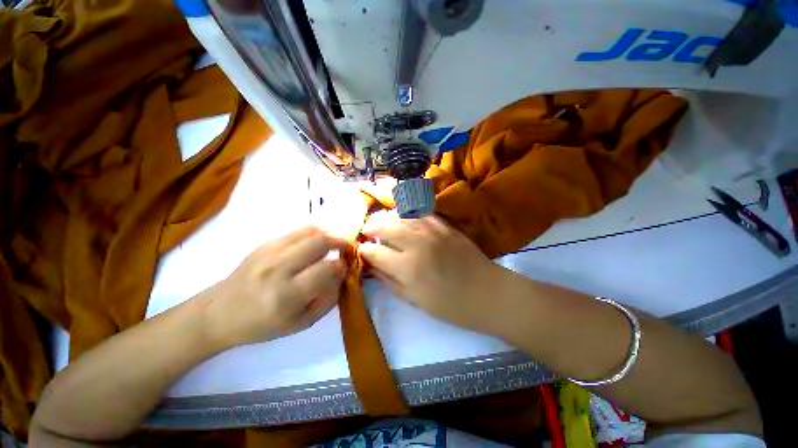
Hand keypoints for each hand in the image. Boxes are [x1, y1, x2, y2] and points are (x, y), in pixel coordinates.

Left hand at [202, 226, 347, 349]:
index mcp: (287, 295)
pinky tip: (317, 244)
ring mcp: (270, 251)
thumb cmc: (262, 325)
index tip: (345, 268)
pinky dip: (315, 233)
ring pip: (311, 230)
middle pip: (320, 241)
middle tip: (348, 248)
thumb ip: (328, 299)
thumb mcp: (301, 323)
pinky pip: (298, 230)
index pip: (327, 269)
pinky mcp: (265, 243)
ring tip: (335, 244)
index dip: (342, 266)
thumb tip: (341, 274)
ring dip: (329, 234)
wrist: (219, 312)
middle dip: (341, 241)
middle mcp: (278, 268)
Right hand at [360, 214, 512, 333]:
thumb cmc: (449, 305)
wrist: (487, 293)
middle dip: (371, 228)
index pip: (375, 252)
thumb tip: (371, 266)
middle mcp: (416, 244)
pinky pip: (421, 213)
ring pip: (401, 217)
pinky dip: (408, 213)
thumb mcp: (414, 300)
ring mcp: (432, 231)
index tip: (361, 250)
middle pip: (385, 227)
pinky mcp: (445, 225)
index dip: (365, 251)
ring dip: (387, 218)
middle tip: (367, 231)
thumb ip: (389, 280)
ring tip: (381, 221)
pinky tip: (403, 216)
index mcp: (407, 267)